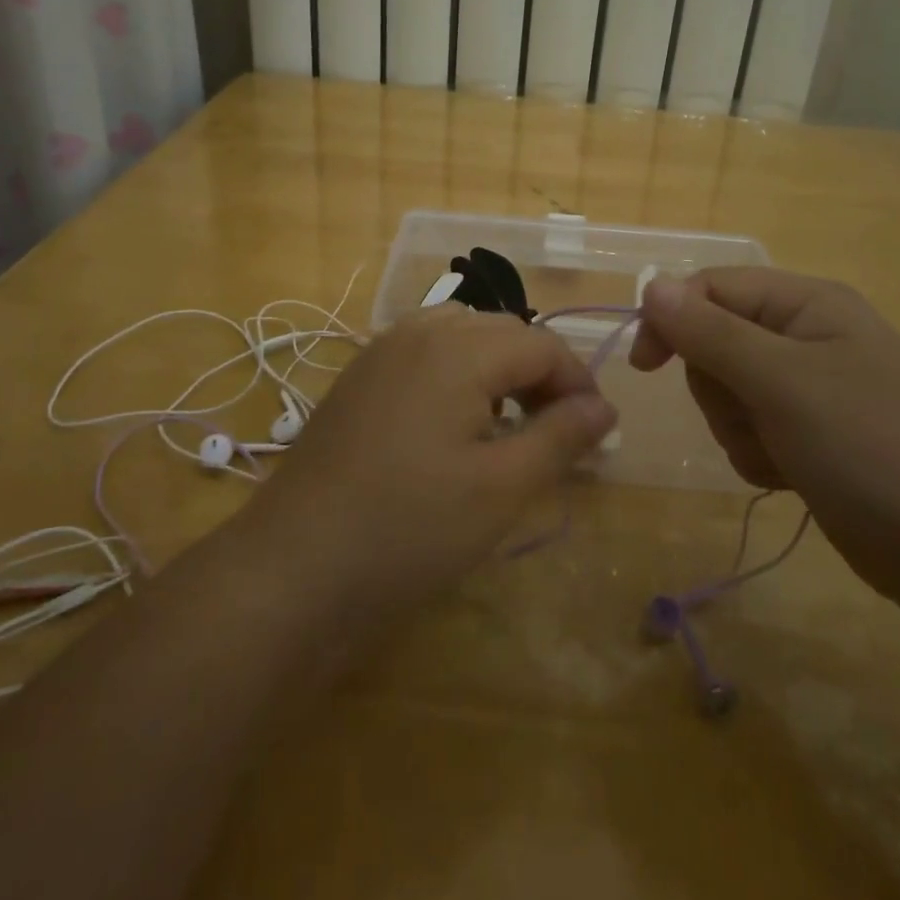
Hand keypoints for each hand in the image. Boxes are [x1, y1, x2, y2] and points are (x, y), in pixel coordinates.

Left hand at [238, 306, 616, 618]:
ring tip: (509, 423)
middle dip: (540, 373)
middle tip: (557, 431)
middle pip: (502, 331)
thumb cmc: (410, 528)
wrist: (294, 568)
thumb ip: (560, 437)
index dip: (578, 382)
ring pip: (461, 335)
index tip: (596, 432)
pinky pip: (424, 353)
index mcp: (459, 348)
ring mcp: (381, 351)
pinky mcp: (358, 377)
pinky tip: (453, 423)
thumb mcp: (501, 488)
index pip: (541, 344)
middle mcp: (418, 331)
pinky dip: (456, 373)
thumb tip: (605, 407)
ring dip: (497, 368)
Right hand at [629, 269, 899, 605]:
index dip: (672, 320)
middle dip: (719, 389)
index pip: (711, 288)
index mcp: (807, 304)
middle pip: (714, 342)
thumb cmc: (870, 448)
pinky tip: (789, 476)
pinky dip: (757, 454)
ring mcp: (809, 387)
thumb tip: (650, 285)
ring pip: (726, 391)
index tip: (647, 367)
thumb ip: (711, 332)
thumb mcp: (781, 383)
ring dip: (738, 428)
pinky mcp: (810, 433)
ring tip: (780, 454)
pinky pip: (749, 428)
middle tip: (753, 417)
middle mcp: (806, 335)